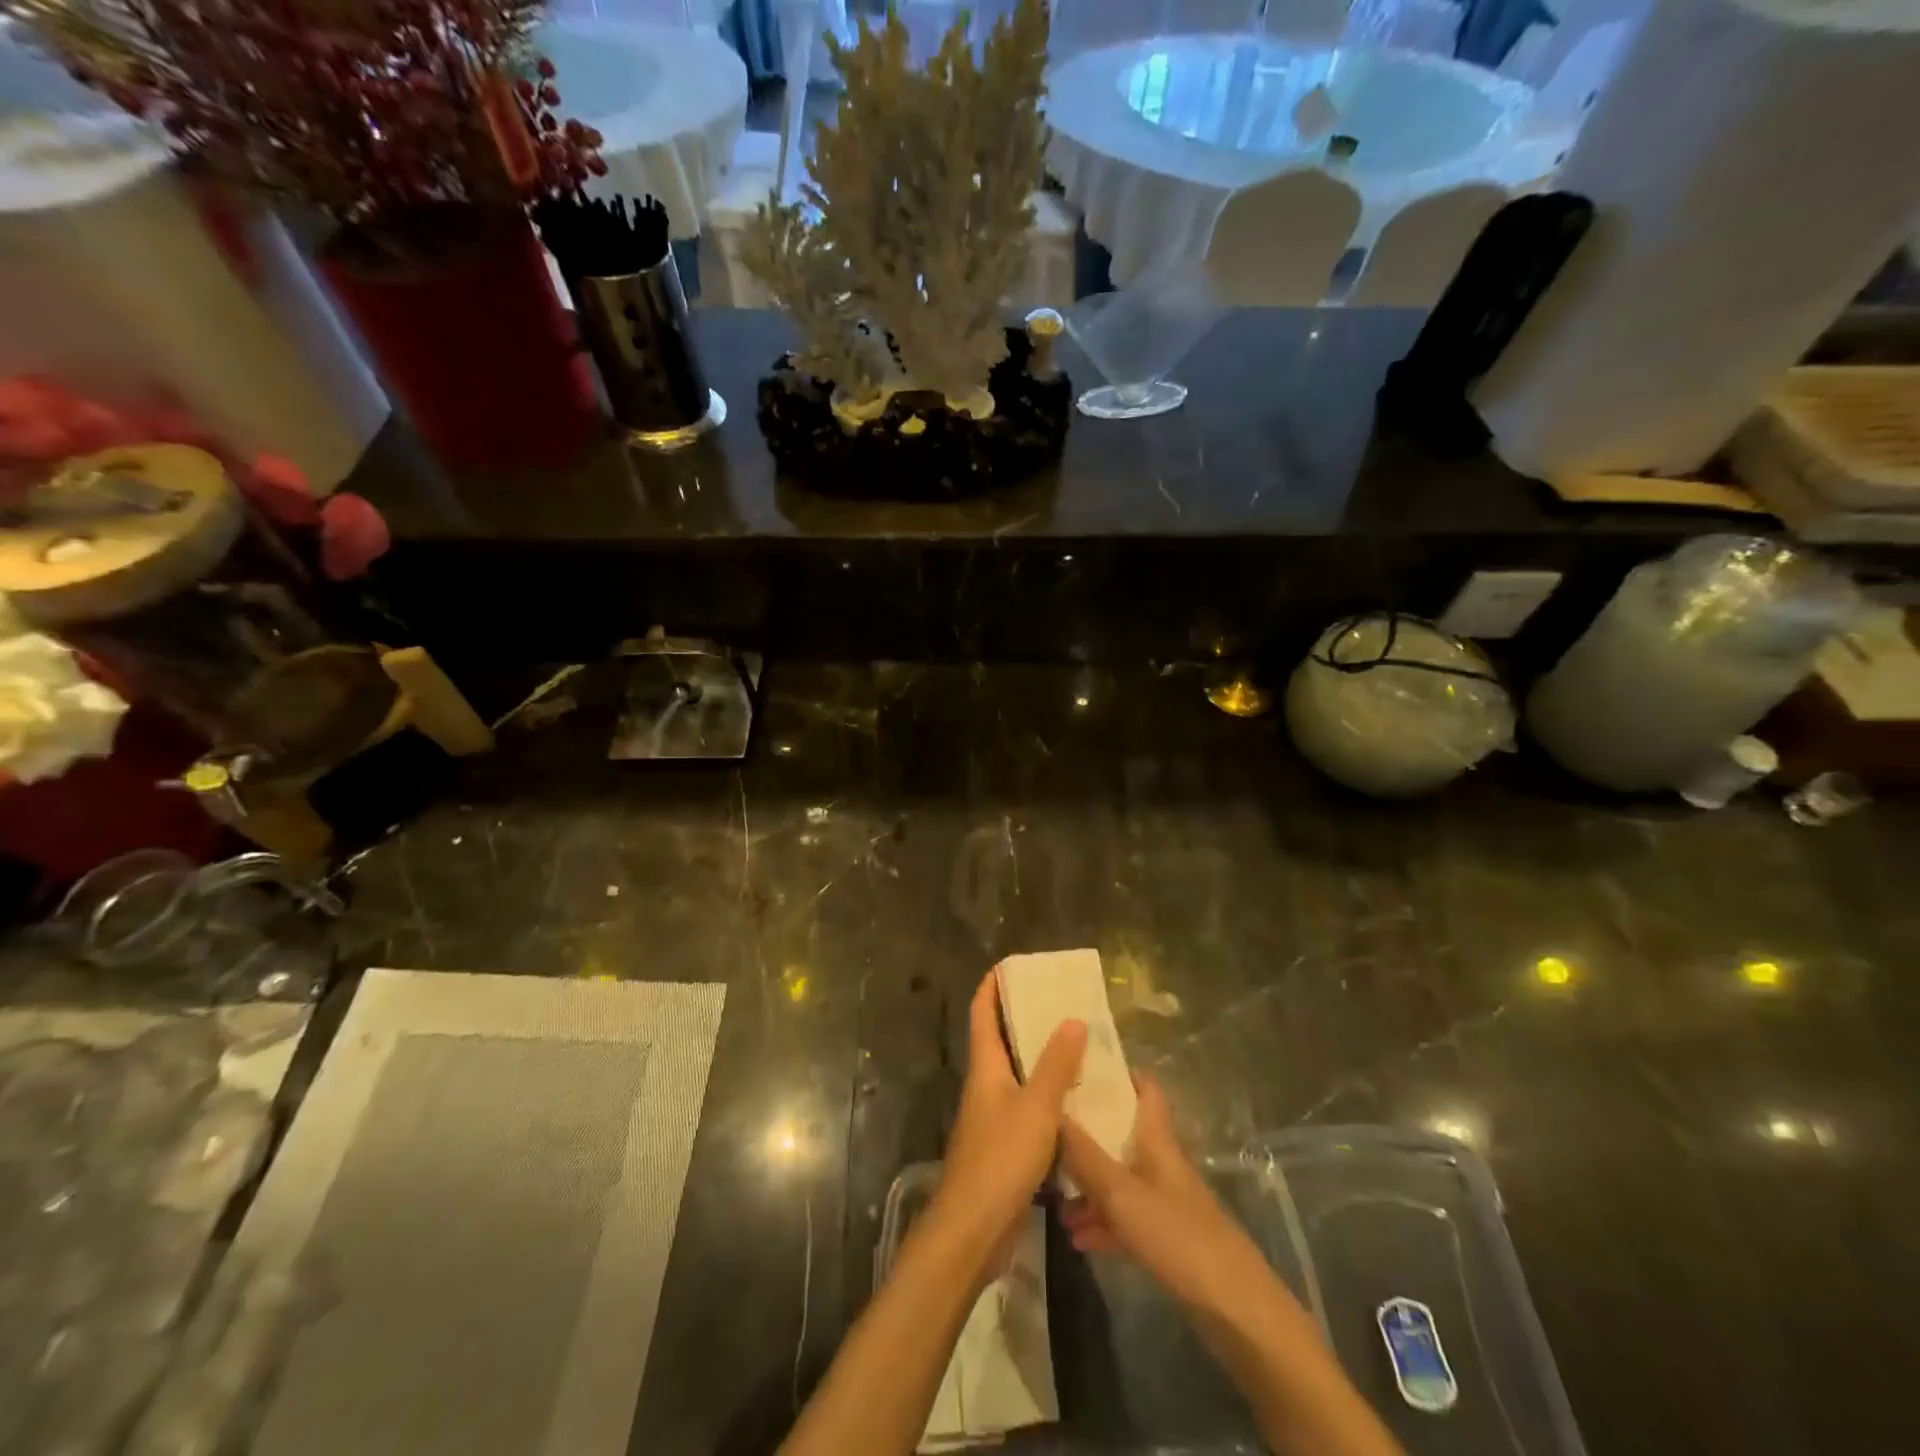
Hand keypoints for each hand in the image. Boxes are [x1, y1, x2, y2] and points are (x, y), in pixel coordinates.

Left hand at [930, 970, 1086, 1260]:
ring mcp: (993, 1118)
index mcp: (985, 1068)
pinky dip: (1049, 1096)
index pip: (982, 1013)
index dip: (992, 986)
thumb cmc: (1001, 1158)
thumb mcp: (1036, 1107)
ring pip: (1018, 1076)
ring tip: (1077, 1045)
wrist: (973, 1229)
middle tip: (1060, 1003)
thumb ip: (1056, 1064)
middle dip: (1025, 1019)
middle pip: (1001, 1041)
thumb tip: (1072, 1019)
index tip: (1012, 965)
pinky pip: (1028, 1107)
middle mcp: (985, 1086)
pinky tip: (1076, 1101)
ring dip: (1041, 1059)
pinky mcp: (1004, 1147)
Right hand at [1059, 1073, 1281, 1314]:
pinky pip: (1125, 1220)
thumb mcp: (1122, 1194)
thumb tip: (1049, 1110)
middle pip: (1122, 1136)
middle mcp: (1160, 1164)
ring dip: (1088, 1187)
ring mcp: (1164, 1203)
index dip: (1118, 1073)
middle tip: (1047, 1134)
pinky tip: (1076, 1237)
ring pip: (1119, 1181)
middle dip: (1087, 1135)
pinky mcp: (1166, 1240)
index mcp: (1157, 1141)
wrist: (1234, 1309)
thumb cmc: (1178, 1237)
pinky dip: (1101, 1223)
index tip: (1081, 1066)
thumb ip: (1085, 1155)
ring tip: (1051, 1198)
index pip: (1144, 1090)